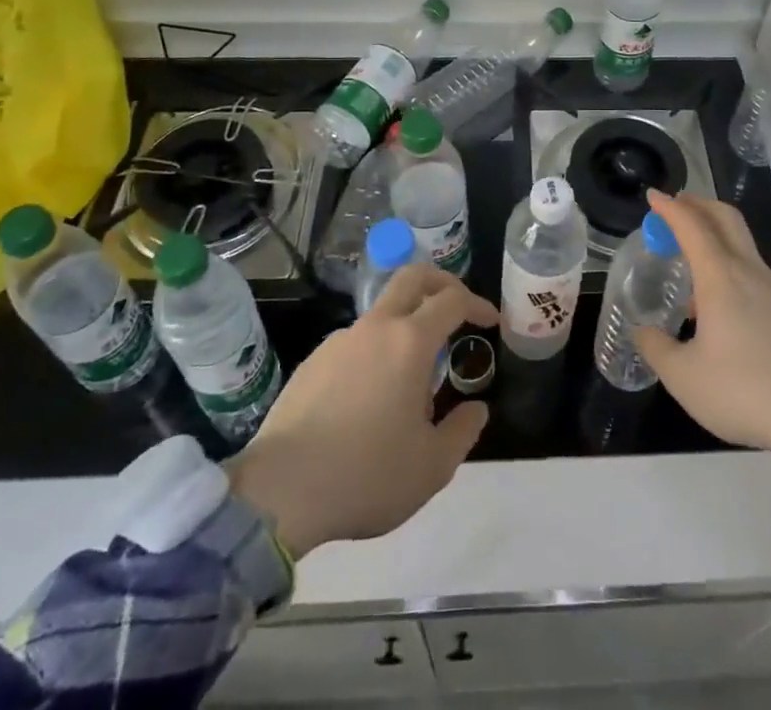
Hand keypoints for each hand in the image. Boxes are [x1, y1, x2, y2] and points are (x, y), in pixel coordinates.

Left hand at [230, 264, 497, 555]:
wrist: (279, 493)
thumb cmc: (366, 475)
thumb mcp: (432, 466)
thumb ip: (463, 431)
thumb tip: (477, 409)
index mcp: (410, 342)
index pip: (452, 300)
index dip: (477, 304)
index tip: (490, 321)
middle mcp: (375, 328)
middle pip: (412, 277)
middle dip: (441, 282)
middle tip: (457, 307)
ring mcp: (338, 341)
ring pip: (381, 314)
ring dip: (405, 328)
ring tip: (411, 383)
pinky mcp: (312, 362)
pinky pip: (354, 344)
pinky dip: (374, 355)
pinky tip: (370, 402)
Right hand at [634, 190, 770, 464]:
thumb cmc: (744, 391)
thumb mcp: (684, 378)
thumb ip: (656, 348)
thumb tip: (642, 331)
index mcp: (721, 278)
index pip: (692, 225)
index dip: (669, 207)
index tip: (653, 196)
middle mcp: (751, 272)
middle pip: (726, 218)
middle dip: (699, 205)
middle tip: (678, 207)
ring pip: (744, 247)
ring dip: (717, 240)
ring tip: (695, 270)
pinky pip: (758, 276)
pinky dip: (735, 271)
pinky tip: (728, 309)